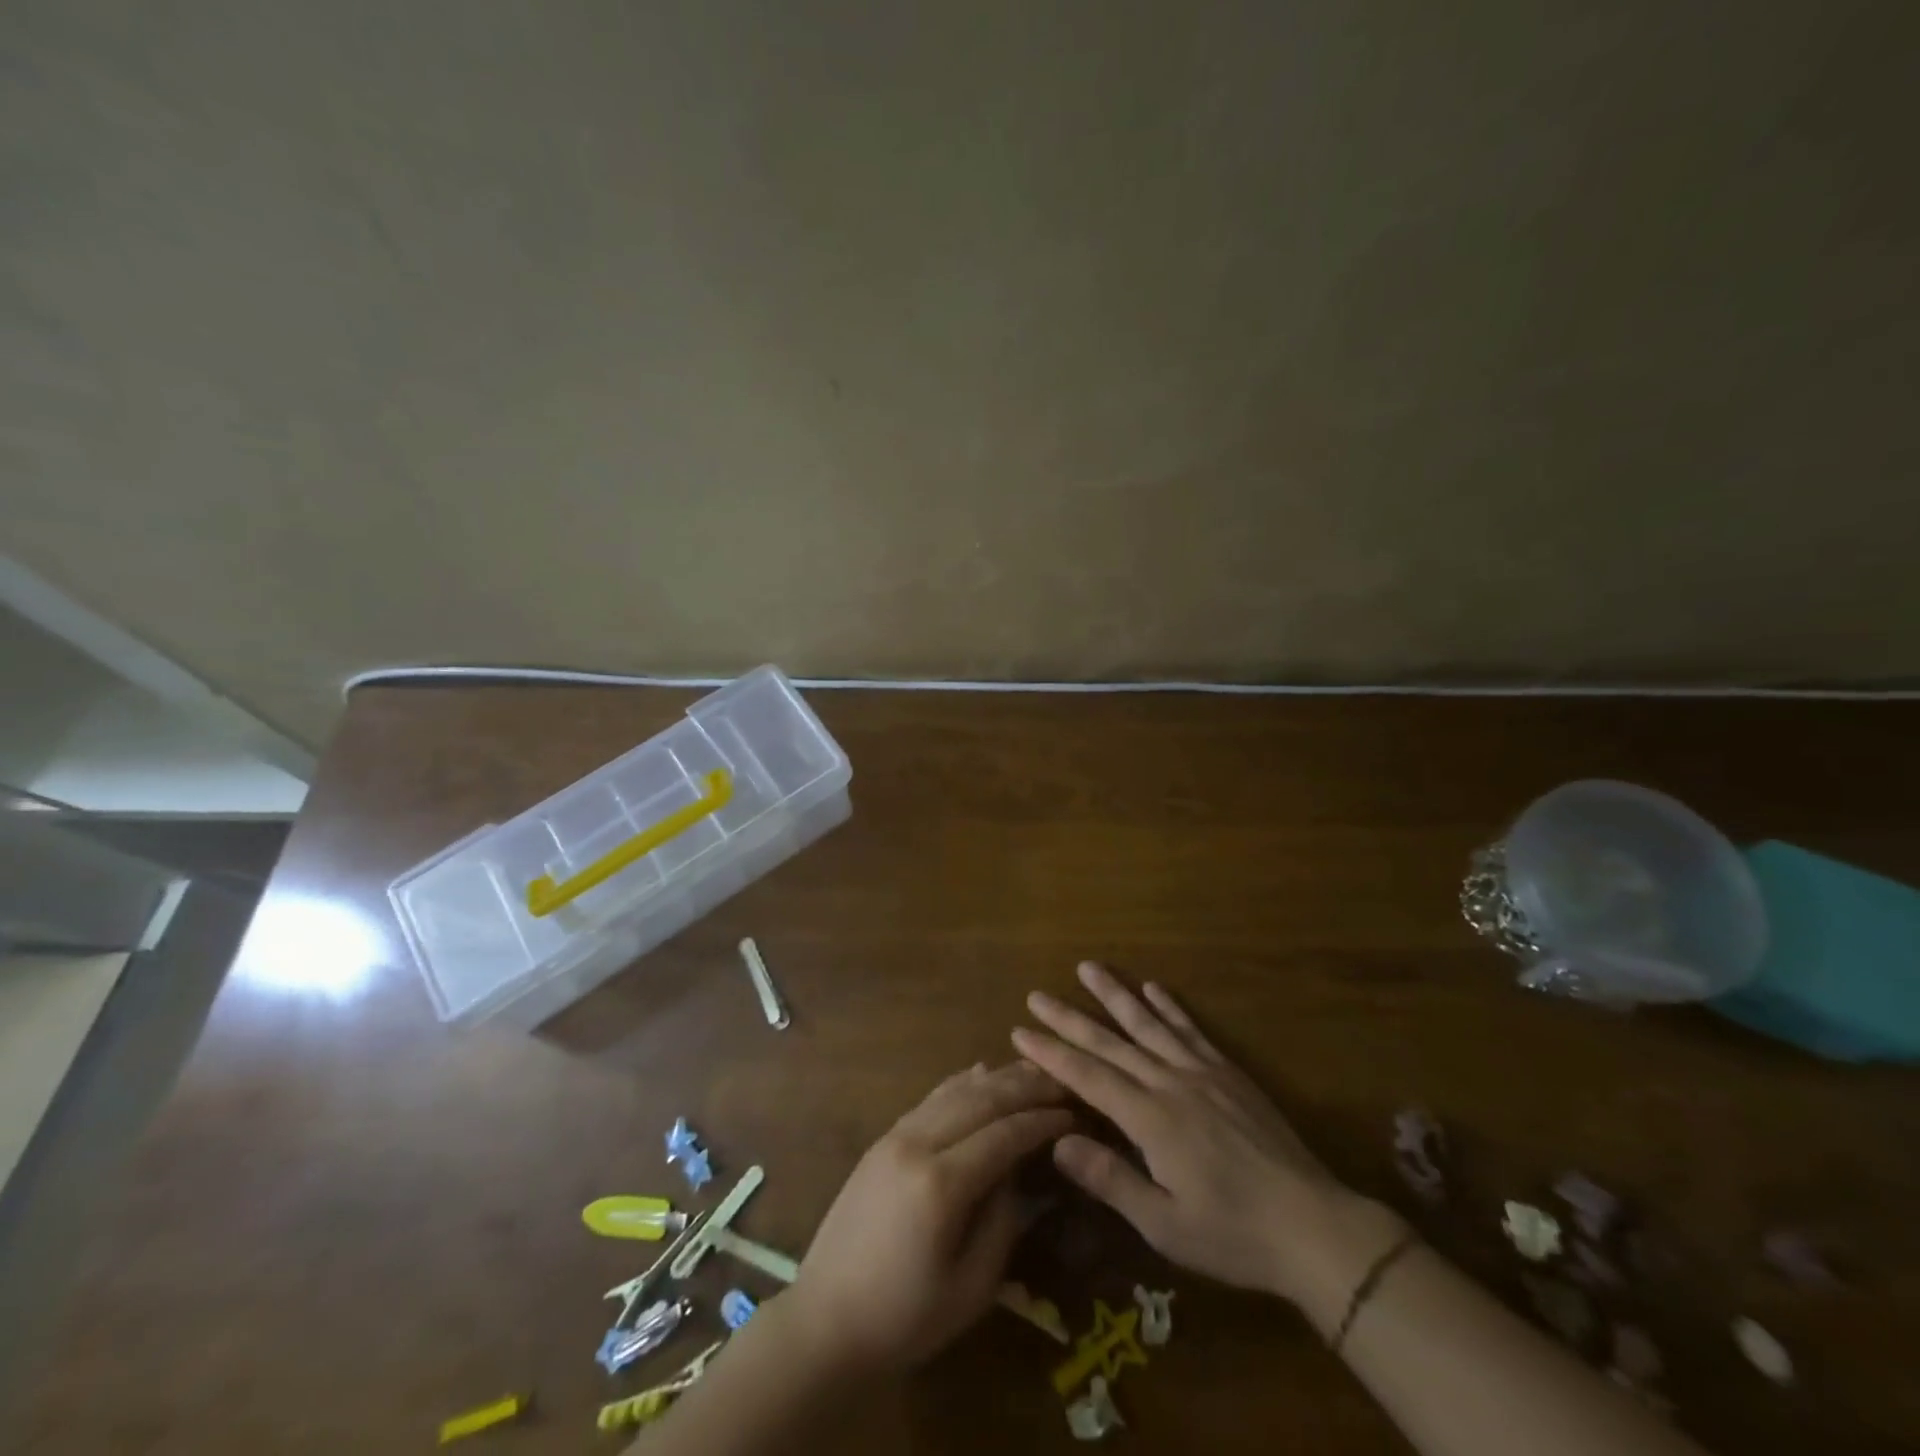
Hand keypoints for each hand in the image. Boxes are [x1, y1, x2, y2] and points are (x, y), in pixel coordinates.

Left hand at [782, 1061, 1071, 1375]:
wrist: (824, 1322)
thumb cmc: (904, 1319)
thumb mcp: (971, 1288)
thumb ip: (1003, 1222)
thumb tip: (1022, 1172)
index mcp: (941, 1184)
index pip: (1004, 1134)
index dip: (1042, 1121)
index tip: (1074, 1114)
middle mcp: (917, 1144)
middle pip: (981, 1099)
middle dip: (1025, 1087)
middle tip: (1061, 1082)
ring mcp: (895, 1136)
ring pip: (954, 1091)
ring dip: (996, 1078)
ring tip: (1031, 1071)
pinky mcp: (883, 1139)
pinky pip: (931, 1099)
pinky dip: (961, 1083)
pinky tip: (980, 1074)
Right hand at [1012, 963, 1406, 1330]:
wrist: (1314, 1226)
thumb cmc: (1233, 1234)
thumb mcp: (1165, 1226)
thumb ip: (1110, 1180)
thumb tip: (1057, 1142)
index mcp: (1150, 1120)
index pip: (1088, 1077)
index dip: (1052, 1053)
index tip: (1020, 1031)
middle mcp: (1170, 1084)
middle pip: (1111, 1042)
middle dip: (1070, 1018)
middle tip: (1038, 994)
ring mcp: (1202, 1073)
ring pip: (1148, 1024)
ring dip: (1115, 994)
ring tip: (1088, 967)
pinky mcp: (1229, 1073)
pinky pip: (1191, 1030)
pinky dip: (1169, 1006)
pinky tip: (1153, 987)